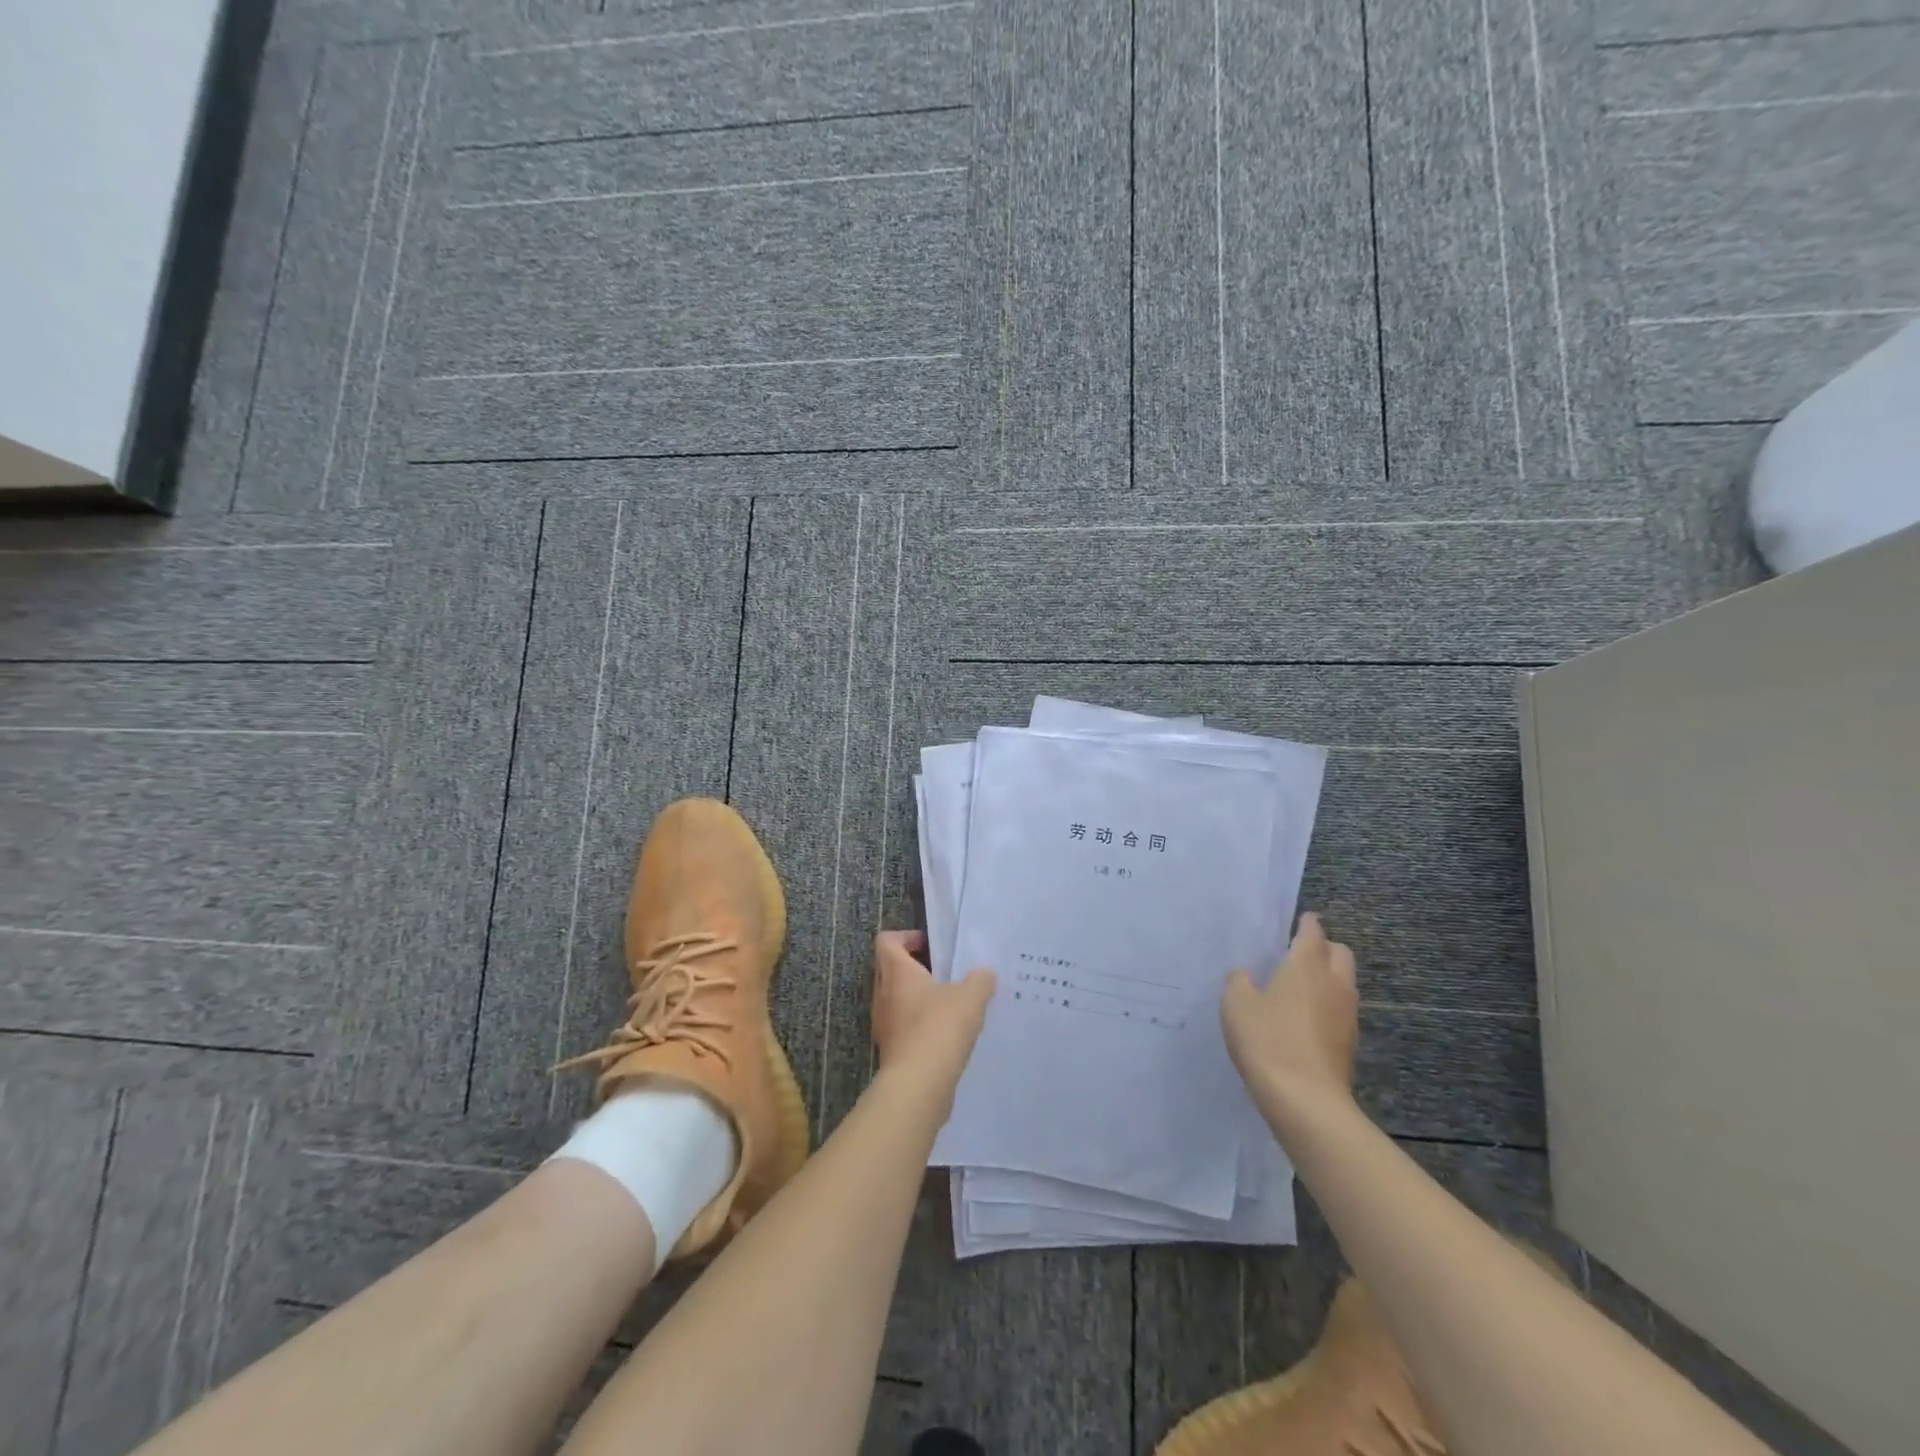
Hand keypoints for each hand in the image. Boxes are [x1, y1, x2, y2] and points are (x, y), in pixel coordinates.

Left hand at [870, 931, 995, 1090]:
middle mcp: (883, 994)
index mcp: (896, 972)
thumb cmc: (939, 1028)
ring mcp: (884, 1024)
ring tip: (950, 1005)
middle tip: (944, 974)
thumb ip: (979, 980)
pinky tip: (947, 1035)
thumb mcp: (970, 997)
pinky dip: (920, 1025)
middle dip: (915, 968)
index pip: (887, 941)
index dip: (907, 937)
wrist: (918, 1085)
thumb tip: (984, 974)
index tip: (932, 946)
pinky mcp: (891, 1050)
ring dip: (919, 998)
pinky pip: (903, 1026)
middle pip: (890, 969)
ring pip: (897, 1000)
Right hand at [1221, 912, 1358, 1115]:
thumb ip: (1239, 981)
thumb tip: (1245, 975)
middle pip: (1340, 953)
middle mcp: (1334, 984)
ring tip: (1302, 986)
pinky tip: (1306, 1019)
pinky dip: (1328, 1006)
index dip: (1307, 923)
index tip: (1301, 919)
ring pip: (1345, 983)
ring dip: (1329, 978)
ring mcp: (1347, 1015)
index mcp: (1306, 965)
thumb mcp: (1236, 1004)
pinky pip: (1341, 1011)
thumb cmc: (1267, 1040)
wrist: (1306, 1100)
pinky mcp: (1349, 1043)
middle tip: (1300, 953)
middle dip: (1325, 947)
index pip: (1313, 932)